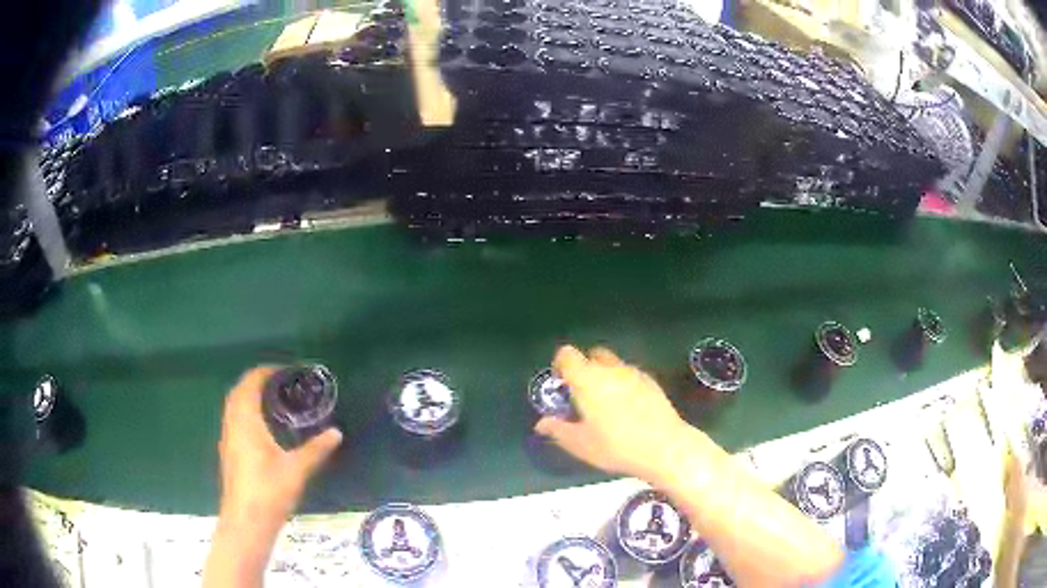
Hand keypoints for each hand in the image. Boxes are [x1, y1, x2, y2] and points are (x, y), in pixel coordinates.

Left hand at [217, 367, 342, 531]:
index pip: (250, 383)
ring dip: (249, 397)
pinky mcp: (229, 453)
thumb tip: (336, 432)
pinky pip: (234, 421)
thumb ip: (316, 449)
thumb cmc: (269, 491)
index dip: (265, 372)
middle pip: (238, 392)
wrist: (246, 521)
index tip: (285, 371)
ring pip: (234, 407)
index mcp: (246, 421)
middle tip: (281, 383)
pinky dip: (246, 413)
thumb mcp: (297, 469)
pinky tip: (263, 430)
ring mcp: (228, 439)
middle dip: (256, 382)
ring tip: (273, 402)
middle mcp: (233, 425)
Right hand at [535, 346, 688, 480]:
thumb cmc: (616, 446)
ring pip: (613, 365)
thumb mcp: (580, 444)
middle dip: (584, 368)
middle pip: (592, 355)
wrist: (664, 447)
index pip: (567, 355)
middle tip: (582, 395)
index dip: (560, 364)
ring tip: (606, 406)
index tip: (560, 383)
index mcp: (587, 379)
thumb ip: (558, 430)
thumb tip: (541, 423)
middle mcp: (610, 369)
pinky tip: (627, 410)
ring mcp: (634, 373)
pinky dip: (623, 385)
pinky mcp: (652, 382)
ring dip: (605, 377)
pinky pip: (630, 375)